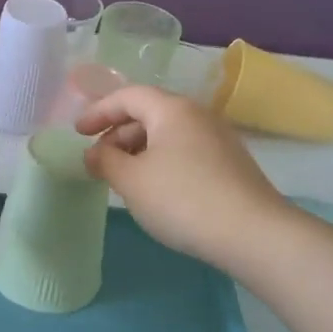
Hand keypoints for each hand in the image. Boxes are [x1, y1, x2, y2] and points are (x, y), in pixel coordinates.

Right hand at [76, 86, 291, 263]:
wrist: (255, 235)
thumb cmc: (183, 199)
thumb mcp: (131, 181)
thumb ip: (105, 161)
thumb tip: (94, 154)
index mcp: (172, 109)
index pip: (127, 96)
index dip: (98, 111)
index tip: (77, 133)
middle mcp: (197, 115)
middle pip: (148, 113)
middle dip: (117, 133)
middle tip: (98, 159)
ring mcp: (218, 139)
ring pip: (167, 134)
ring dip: (138, 149)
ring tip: (123, 177)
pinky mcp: (230, 164)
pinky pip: (184, 151)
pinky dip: (161, 161)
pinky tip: (155, 189)